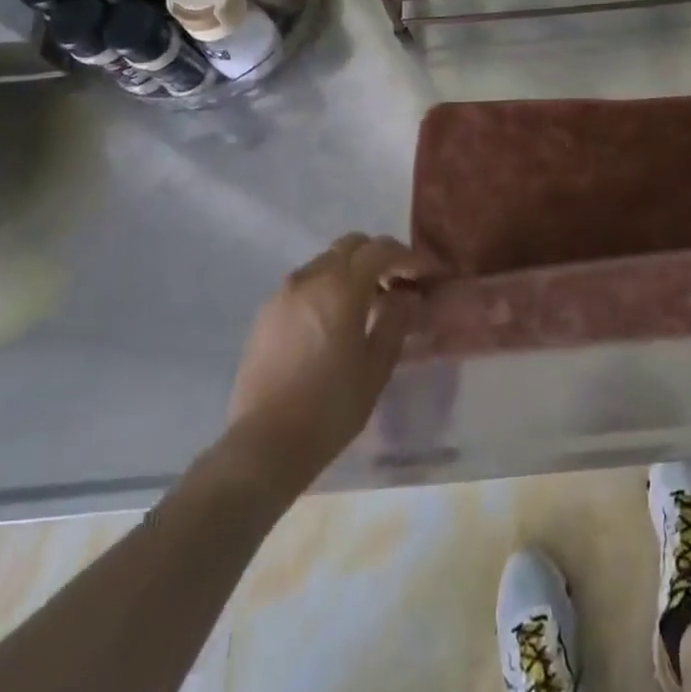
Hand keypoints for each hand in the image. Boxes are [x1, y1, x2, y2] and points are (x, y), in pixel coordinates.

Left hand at [219, 234, 429, 494]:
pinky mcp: (265, 314)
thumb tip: (405, 297)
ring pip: (325, 261)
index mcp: (341, 287)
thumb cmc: (330, 408)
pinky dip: (325, 287)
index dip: (408, 257)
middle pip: (351, 245)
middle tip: (396, 283)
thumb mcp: (376, 367)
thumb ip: (395, 322)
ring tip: (364, 303)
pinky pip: (304, 284)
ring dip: (350, 271)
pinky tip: (332, 320)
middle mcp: (310, 279)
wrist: (264, 446)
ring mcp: (283, 294)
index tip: (426, 275)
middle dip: (378, 256)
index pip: (381, 250)